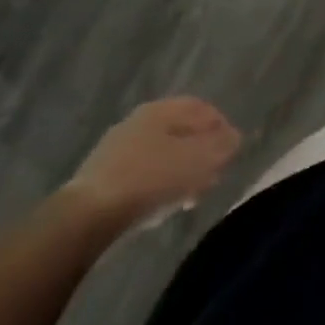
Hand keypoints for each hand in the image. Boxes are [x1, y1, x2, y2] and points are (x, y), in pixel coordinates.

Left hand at [62, 98, 241, 231]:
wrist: (88, 216)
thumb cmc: (151, 179)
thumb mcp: (200, 160)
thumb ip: (223, 145)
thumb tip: (235, 136)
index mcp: (162, 109)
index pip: (203, 108)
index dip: (222, 128)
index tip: (231, 153)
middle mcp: (139, 120)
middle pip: (182, 130)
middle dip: (202, 152)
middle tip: (213, 175)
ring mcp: (119, 147)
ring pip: (163, 152)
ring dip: (181, 170)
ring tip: (190, 195)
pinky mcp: (105, 174)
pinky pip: (144, 172)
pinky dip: (159, 183)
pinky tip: (162, 204)